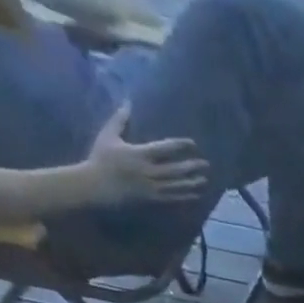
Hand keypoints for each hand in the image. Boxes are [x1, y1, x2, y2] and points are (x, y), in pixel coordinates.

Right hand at [84, 107, 207, 204]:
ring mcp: (152, 187)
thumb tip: (127, 102)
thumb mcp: (108, 135)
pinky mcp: (153, 200)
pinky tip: (196, 194)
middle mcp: (149, 171)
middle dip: (192, 166)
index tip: (193, 144)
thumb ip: (120, 119)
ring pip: (177, 185)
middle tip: (206, 164)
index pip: (165, 148)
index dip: (180, 146)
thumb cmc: (102, 158)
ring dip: (192, 183)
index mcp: (139, 154)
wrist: (97, 186)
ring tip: (205, 180)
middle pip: (176, 169)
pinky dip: (185, 196)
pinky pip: (173, 198)